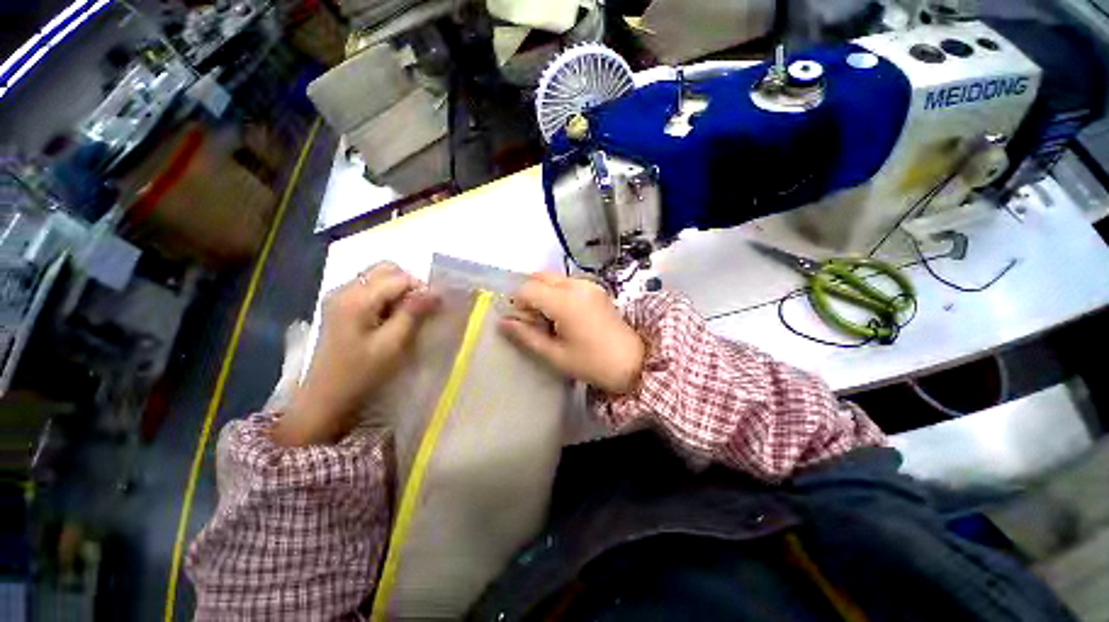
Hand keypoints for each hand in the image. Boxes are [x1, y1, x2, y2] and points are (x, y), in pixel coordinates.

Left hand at [274, 263, 437, 445]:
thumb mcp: (393, 344)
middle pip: (386, 269)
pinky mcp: (339, 304)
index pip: (399, 277)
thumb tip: (436, 291)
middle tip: (418, 310)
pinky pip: (369, 287)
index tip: (433, 308)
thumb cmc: (361, 372)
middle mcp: (345, 289)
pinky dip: (386, 296)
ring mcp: (339, 295)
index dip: (421, 289)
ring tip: (404, 315)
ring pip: (378, 276)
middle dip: (409, 285)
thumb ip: (413, 313)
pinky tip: (388, 317)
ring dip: (398, 290)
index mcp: (356, 299)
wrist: (325, 396)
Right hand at [500, 273, 644, 394]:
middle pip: (539, 277)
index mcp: (566, 301)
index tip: (523, 323)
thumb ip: (526, 336)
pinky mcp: (596, 288)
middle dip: (530, 296)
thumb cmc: (592, 363)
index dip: (518, 304)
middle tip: (536, 322)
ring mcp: (589, 284)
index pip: (528, 288)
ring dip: (543, 293)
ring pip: (553, 278)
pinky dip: (557, 293)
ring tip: (551, 320)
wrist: (633, 362)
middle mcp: (577, 285)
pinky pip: (567, 283)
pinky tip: (565, 315)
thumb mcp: (555, 354)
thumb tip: (503, 322)